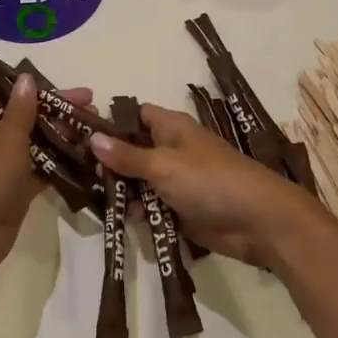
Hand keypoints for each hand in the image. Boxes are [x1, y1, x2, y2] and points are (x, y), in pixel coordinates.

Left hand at [0, 74, 93, 281]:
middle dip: (52, 107)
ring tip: (94, 126)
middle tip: (89, 101)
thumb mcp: (6, 136)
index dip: (6, 83)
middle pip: (20, 114)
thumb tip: (25, 78)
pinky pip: (41, 169)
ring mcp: (1, 164)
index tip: (36, 80)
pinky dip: (60, 163)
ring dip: (60, 134)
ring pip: (34, 141)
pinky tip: (89, 156)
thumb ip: (21, 109)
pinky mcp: (15, 189)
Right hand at [90, 105, 322, 269]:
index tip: (78, 138)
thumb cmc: (210, 181)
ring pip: (139, 181)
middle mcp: (172, 150)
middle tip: (79, 176)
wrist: (260, 222)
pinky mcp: (181, 210)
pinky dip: (138, 212)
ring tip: (93, 201)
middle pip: (132, 151)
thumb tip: (92, 138)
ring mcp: (177, 181)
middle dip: (109, 163)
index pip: (134, 116)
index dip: (109, 124)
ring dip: (121, 191)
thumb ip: (127, 156)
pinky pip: (152, 206)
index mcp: (171, 128)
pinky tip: (119, 220)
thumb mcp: (163, 166)